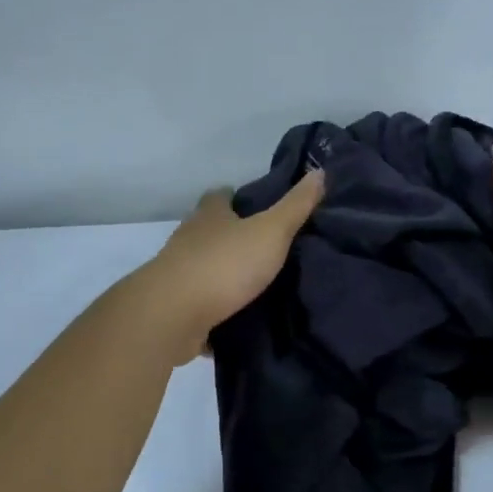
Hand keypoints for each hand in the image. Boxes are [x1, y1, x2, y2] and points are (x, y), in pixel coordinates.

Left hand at [136, 171, 324, 361]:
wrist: (172, 316)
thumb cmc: (224, 265)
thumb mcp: (270, 232)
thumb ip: (295, 206)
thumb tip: (320, 171)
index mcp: (209, 216)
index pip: (219, 196)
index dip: (235, 196)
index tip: (256, 204)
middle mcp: (188, 240)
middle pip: (209, 231)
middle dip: (231, 237)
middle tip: (264, 247)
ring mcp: (178, 275)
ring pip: (204, 268)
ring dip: (223, 275)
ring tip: (256, 286)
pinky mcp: (175, 308)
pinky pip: (199, 306)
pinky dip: (214, 311)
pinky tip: (236, 320)